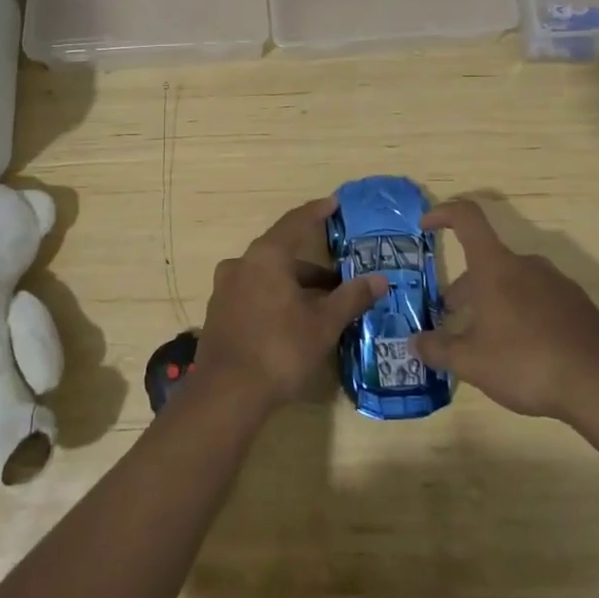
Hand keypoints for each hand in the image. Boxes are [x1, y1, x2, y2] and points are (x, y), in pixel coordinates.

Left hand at [192, 197, 388, 413]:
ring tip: (322, 303)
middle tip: (339, 276)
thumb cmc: (280, 350)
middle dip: (312, 265)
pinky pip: (253, 293)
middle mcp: (241, 264)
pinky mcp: (219, 313)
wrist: (226, 394)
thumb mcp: (323, 324)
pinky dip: (276, 297)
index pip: (295, 222)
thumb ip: (351, 297)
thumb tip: (379, 279)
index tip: (334, 203)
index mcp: (266, 256)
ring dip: (294, 284)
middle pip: (281, 252)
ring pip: (267, 276)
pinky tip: (293, 319)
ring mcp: (225, 289)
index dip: (317, 212)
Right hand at [411, 198, 598, 428]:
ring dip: (494, 300)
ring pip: (514, 281)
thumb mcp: (472, 363)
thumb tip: (414, 343)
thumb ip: (438, 350)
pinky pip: (540, 299)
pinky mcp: (579, 306)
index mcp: (496, 267)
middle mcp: (527, 265)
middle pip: (487, 261)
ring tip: (486, 338)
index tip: (425, 225)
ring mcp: (557, 284)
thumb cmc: (526, 362)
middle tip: (451, 316)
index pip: (467, 219)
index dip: (443, 214)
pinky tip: (524, 350)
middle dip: (465, 286)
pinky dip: (523, 313)